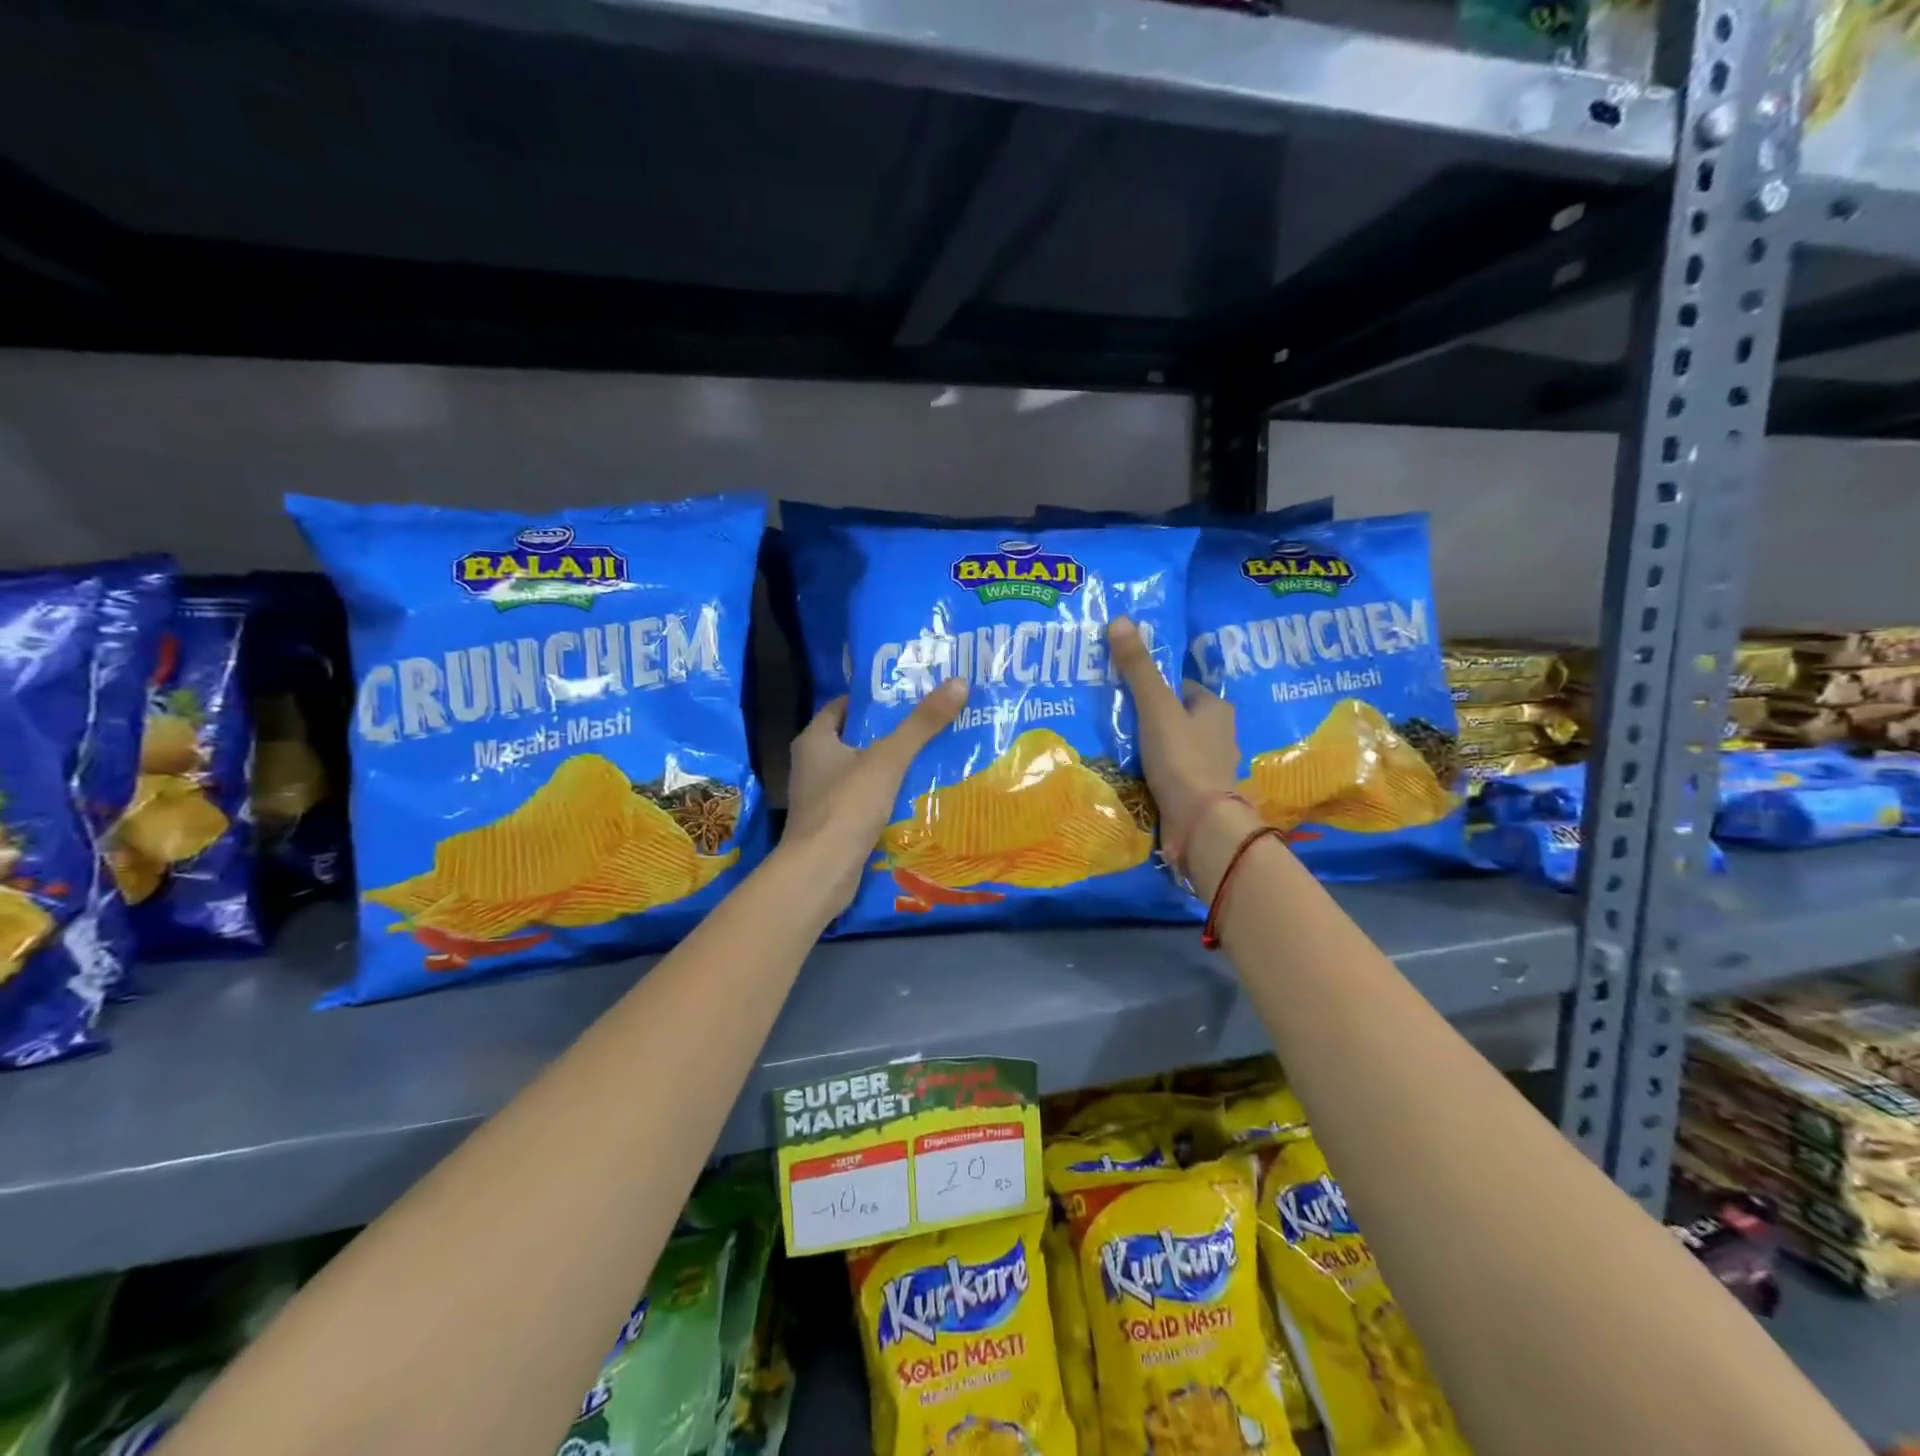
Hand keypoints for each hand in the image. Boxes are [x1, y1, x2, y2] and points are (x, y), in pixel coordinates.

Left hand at [781, 681, 969, 914]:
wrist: (820, 873)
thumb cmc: (847, 806)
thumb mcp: (888, 759)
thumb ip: (921, 724)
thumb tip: (959, 682)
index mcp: (814, 740)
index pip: (842, 707)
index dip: (872, 700)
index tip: (907, 695)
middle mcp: (812, 766)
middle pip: (855, 739)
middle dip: (889, 733)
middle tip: (930, 723)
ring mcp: (821, 799)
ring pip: (862, 773)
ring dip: (891, 768)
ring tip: (933, 756)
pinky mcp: (833, 826)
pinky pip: (864, 802)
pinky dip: (886, 798)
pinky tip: (917, 797)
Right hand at [1107, 617, 1241, 857]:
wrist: (1200, 824)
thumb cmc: (1182, 758)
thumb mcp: (1155, 707)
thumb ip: (1138, 669)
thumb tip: (1120, 620)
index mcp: (1217, 709)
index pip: (1182, 688)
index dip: (1154, 687)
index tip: (1126, 692)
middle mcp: (1221, 736)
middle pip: (1178, 718)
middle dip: (1151, 719)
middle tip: (1116, 719)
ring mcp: (1211, 769)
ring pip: (1175, 748)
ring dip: (1152, 748)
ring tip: (1117, 747)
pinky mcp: (1199, 796)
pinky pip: (1172, 775)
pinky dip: (1155, 774)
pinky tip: (1132, 776)